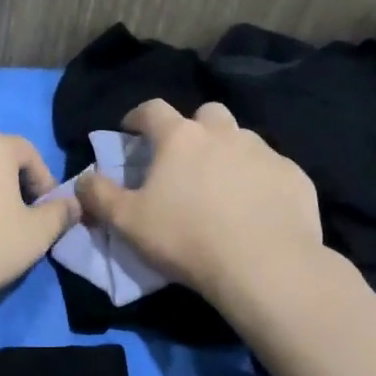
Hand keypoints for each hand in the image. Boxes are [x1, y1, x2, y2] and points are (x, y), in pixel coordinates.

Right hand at [75, 99, 327, 303]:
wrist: (263, 266)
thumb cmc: (185, 238)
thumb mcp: (126, 221)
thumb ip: (98, 195)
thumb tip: (81, 179)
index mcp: (180, 137)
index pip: (152, 109)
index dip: (137, 116)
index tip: (130, 130)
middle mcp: (224, 133)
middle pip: (206, 114)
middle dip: (192, 129)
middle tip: (184, 159)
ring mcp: (264, 152)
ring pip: (241, 139)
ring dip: (226, 153)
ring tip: (220, 187)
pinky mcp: (293, 176)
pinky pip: (270, 168)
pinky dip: (258, 180)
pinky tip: (254, 208)